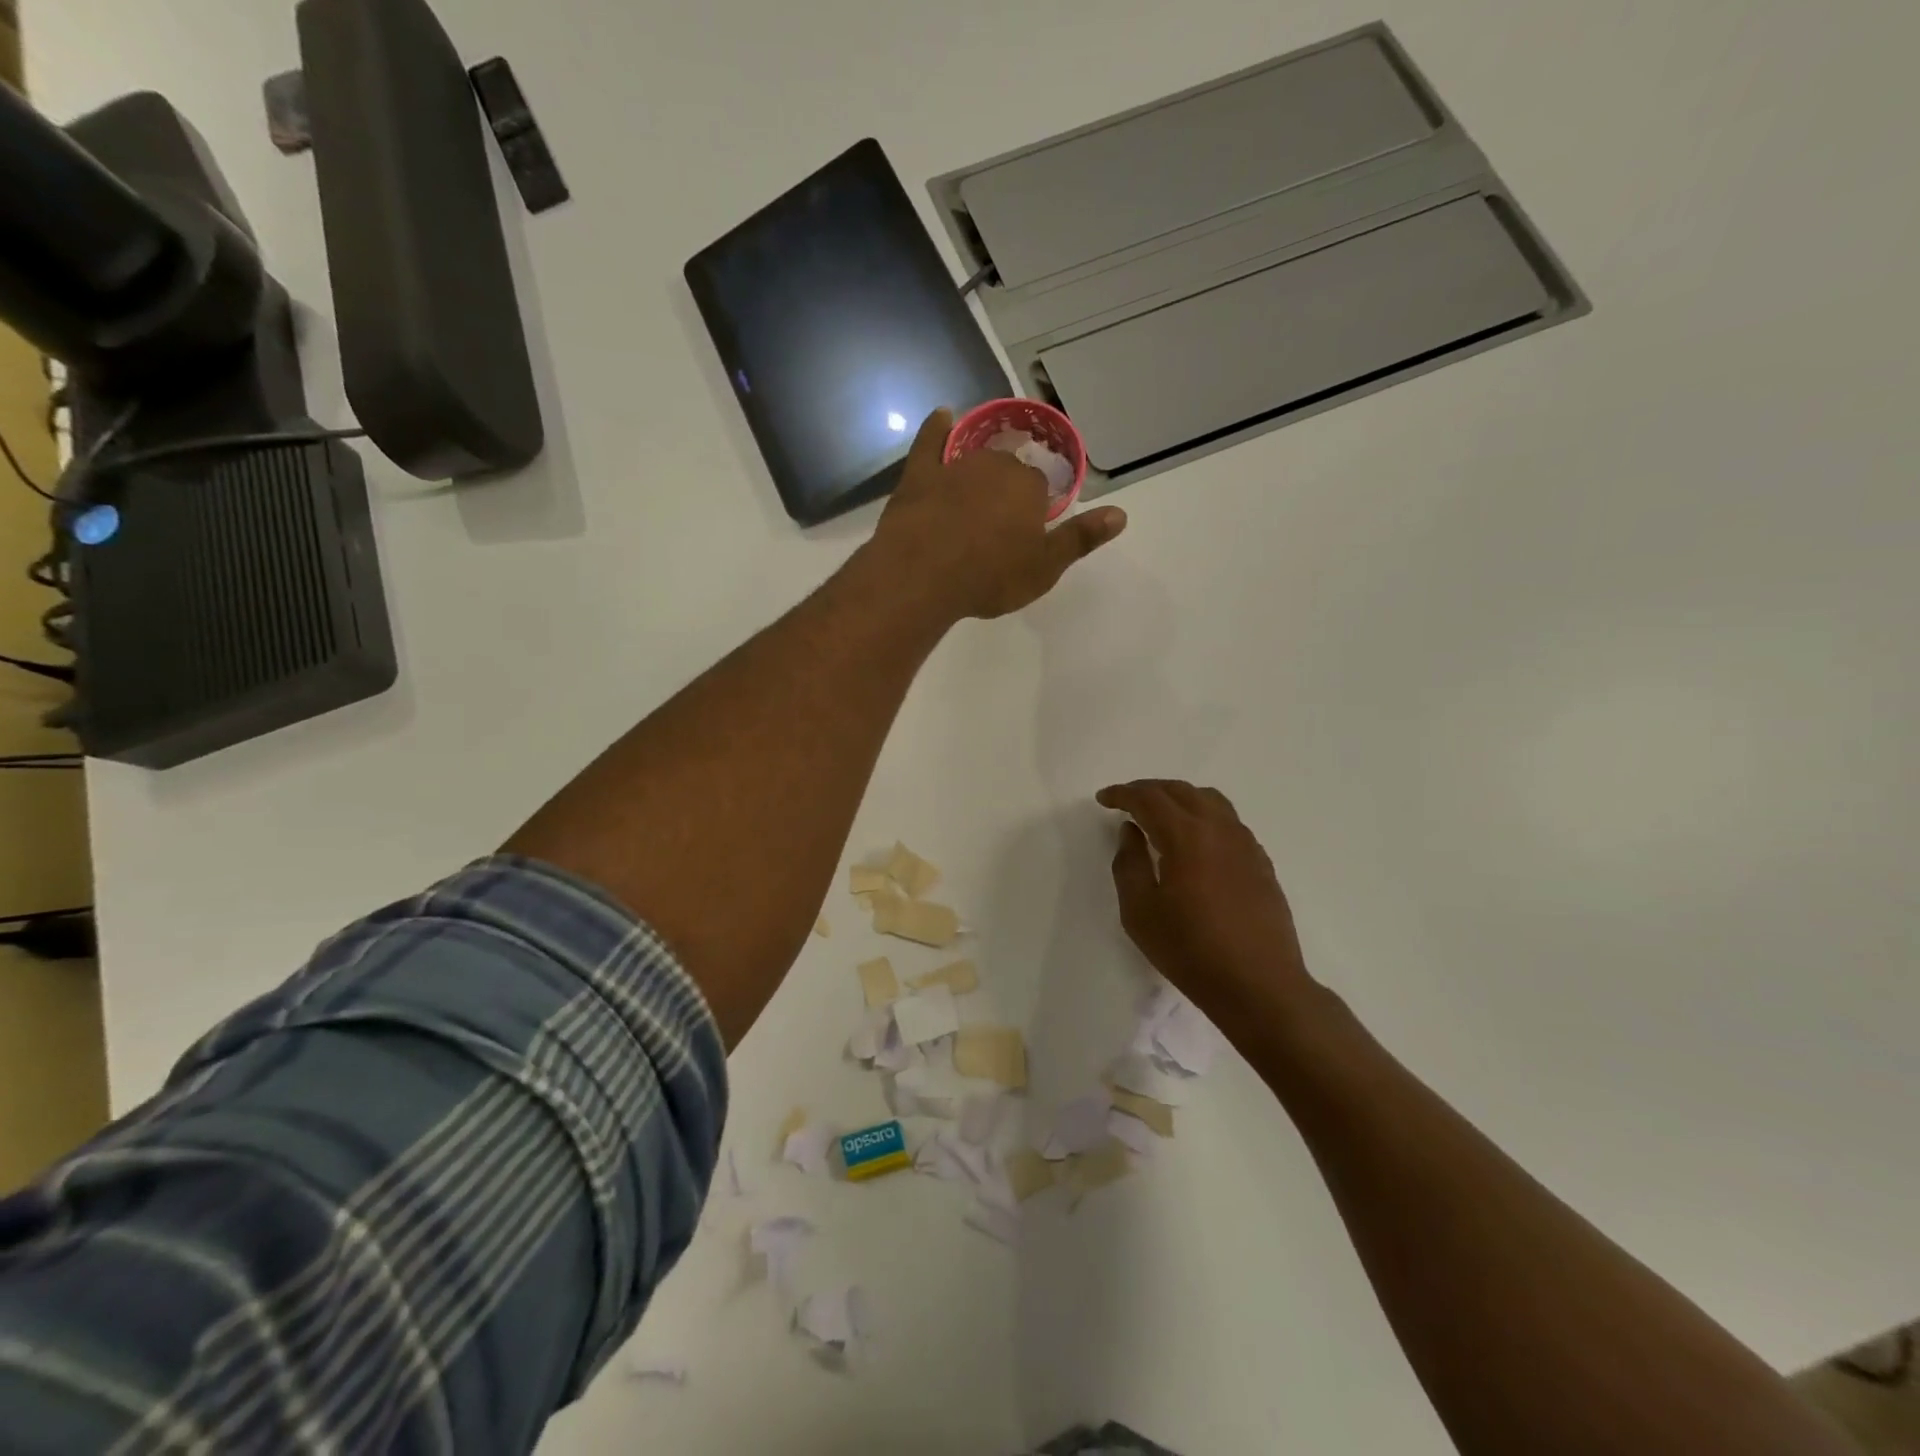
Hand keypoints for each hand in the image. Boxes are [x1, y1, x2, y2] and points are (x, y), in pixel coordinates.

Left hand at [870, 408, 1126, 620]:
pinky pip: (930, 441)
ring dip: (977, 467)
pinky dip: (936, 428)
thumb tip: (1121, 514)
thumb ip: (1080, 538)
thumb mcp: (1044, 567)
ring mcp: (955, 466)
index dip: (1033, 509)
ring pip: (974, 457)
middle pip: (1008, 468)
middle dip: (1006, 487)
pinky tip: (943, 416)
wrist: (923, 576)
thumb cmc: (989, 576)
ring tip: (974, 487)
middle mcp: (996, 465)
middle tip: (997, 520)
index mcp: (1029, 487)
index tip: (1024, 531)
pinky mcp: (919, 473)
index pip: (1039, 487)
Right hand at [1097, 780, 1318, 1024]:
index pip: (1149, 798)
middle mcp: (1219, 829)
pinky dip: (1203, 815)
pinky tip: (1194, 840)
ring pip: (1209, 800)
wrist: (1259, 985)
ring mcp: (1245, 843)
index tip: (1104, 799)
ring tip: (1159, 813)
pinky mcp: (1260, 861)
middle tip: (1126, 801)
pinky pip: (1228, 821)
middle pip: (1180, 791)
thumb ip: (1129, 864)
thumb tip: (1131, 831)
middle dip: (1149, 790)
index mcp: (1186, 836)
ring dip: (1179, 798)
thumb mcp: (1140, 912)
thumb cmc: (1191, 950)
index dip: (1123, 794)